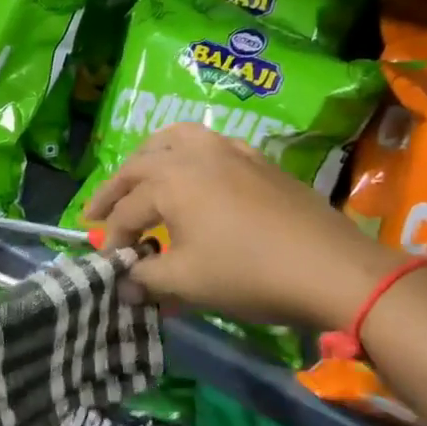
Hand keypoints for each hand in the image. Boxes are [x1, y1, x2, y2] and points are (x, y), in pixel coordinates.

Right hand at [83, 122, 398, 333]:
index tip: (109, 266)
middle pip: (138, 167)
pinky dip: (187, 151)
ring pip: (173, 139)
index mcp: (169, 180)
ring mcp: (226, 149)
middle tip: (95, 214)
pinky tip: (194, 171)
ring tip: (138, 174)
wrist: (331, 267)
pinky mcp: (255, 157)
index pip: (126, 211)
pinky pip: (208, 142)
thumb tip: (123, 286)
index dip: (112, 240)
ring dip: (147, 158)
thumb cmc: (249, 274)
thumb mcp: (188, 282)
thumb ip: (146, 278)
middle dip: (113, 192)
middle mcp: (191, 154)